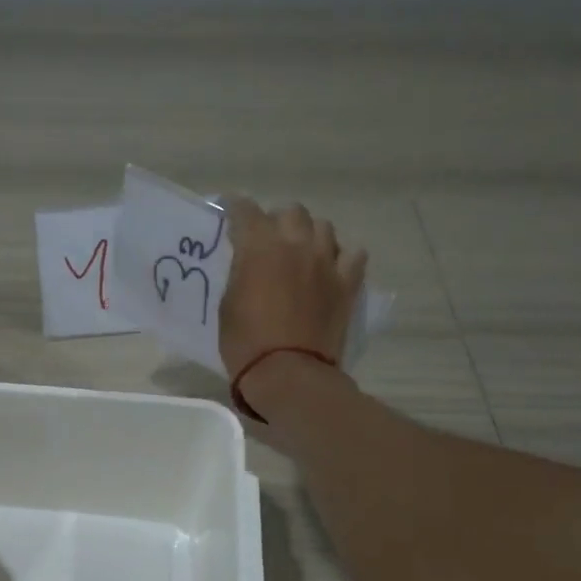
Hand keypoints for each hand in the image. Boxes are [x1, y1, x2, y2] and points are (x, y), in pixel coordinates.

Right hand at [218, 197, 367, 379]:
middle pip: (291, 212)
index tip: (230, 212)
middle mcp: (296, 244)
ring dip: (309, 234)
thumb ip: (241, 272)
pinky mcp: (347, 283)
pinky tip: (330, 267)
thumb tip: (249, 263)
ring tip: (300, 251)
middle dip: (277, 220)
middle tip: (268, 239)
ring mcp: (326, 262)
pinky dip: (340, 255)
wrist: (288, 373)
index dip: (235, 208)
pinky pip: (352, 254)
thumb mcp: (228, 303)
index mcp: (259, 247)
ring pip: (323, 227)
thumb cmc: (246, 342)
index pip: (246, 211)